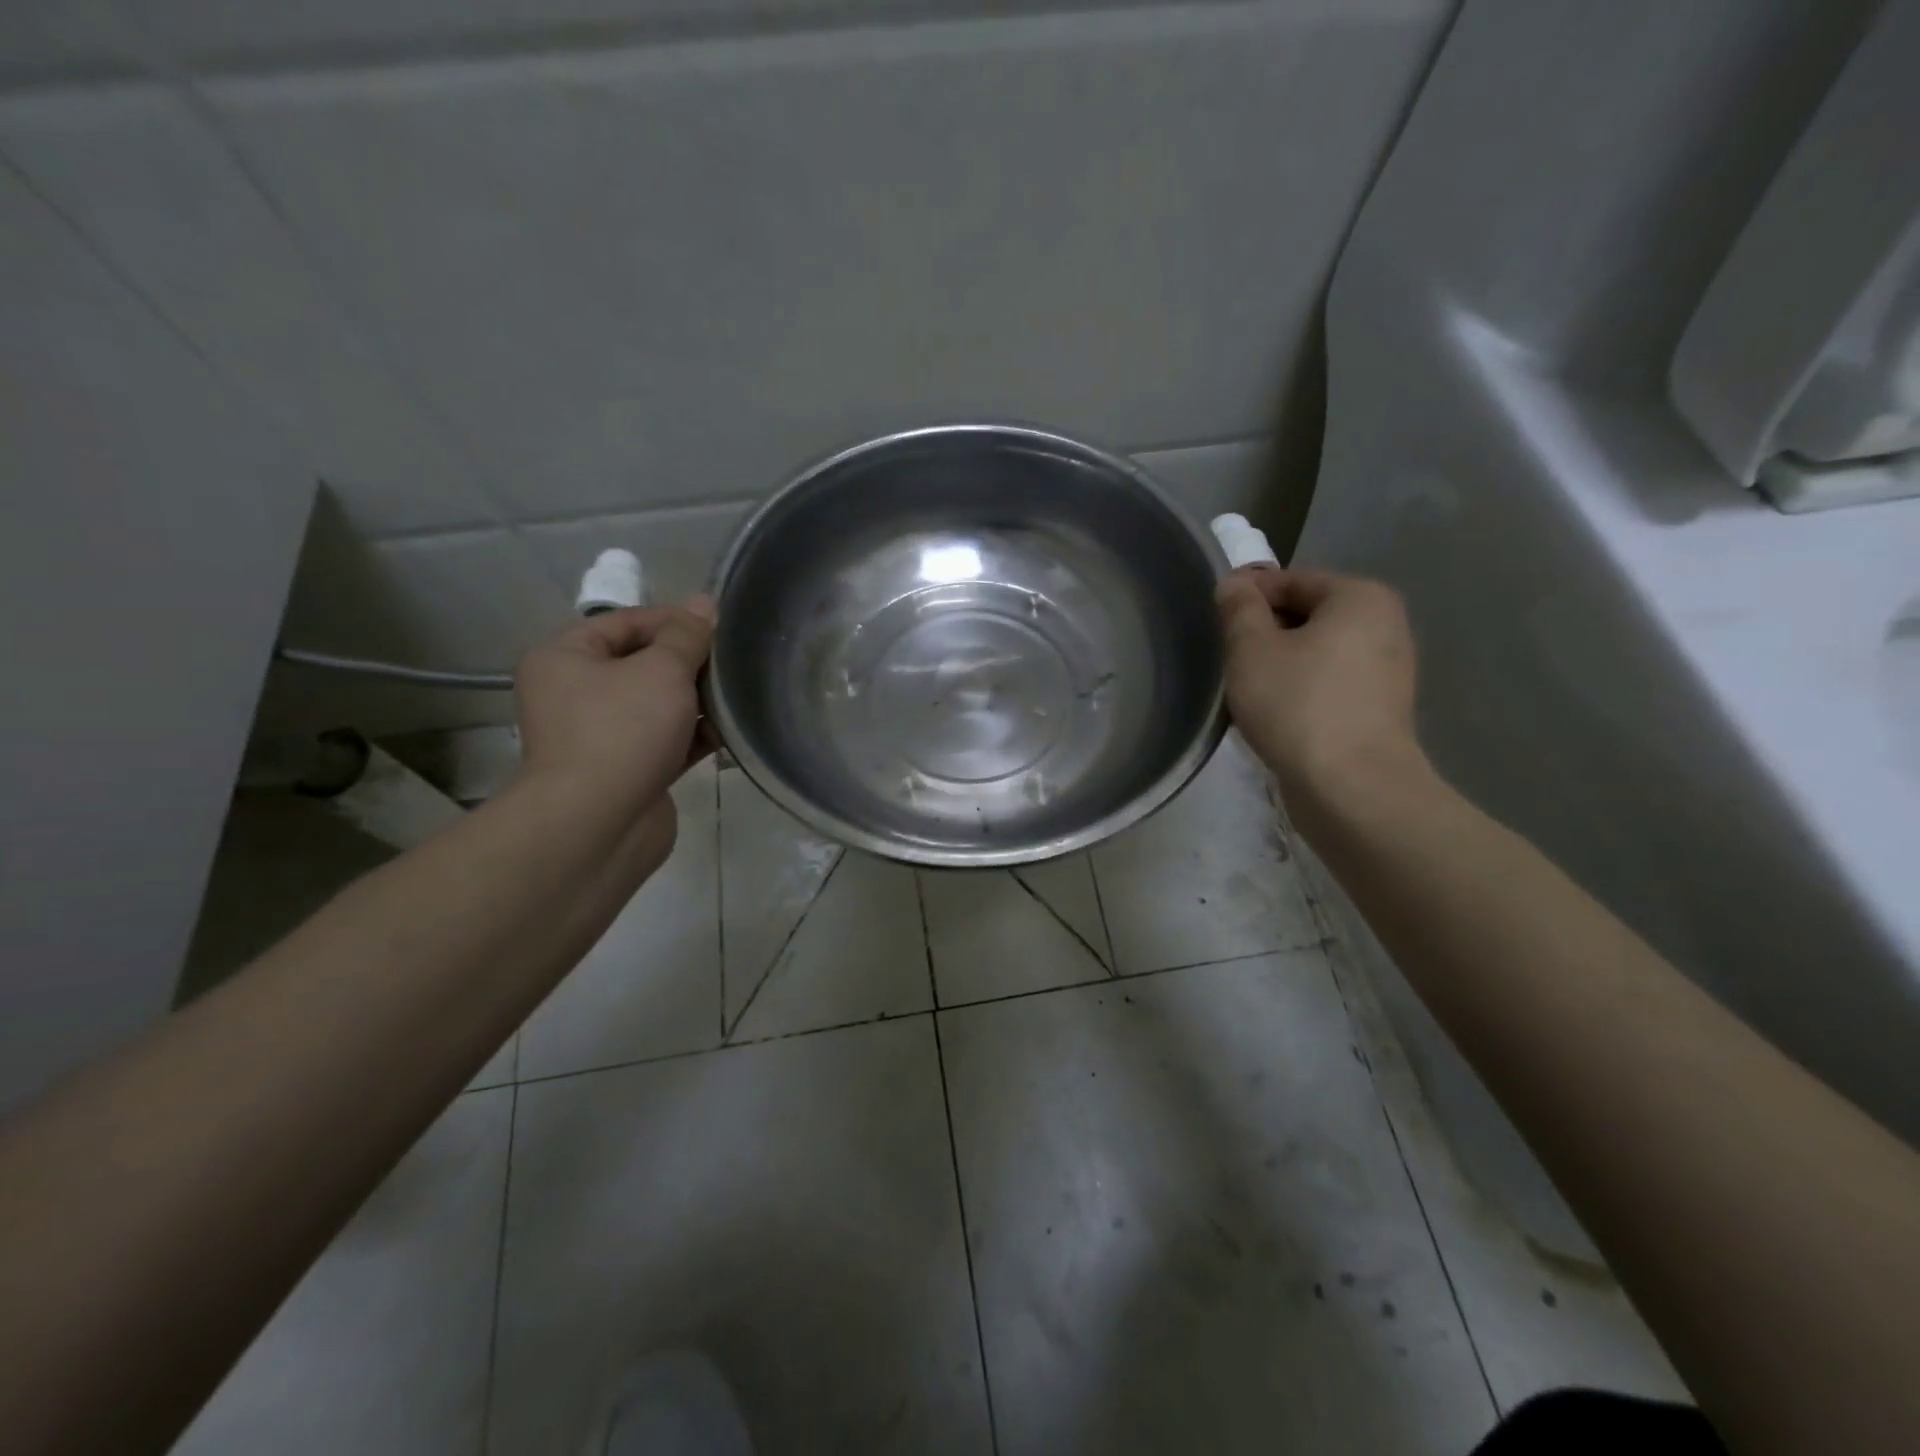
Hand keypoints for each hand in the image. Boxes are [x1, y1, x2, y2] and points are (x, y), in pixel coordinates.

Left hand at [513, 599, 716, 827]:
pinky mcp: (627, 771)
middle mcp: (575, 694)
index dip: (674, 620)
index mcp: (566, 658)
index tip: (719, 627)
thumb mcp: (661, 670)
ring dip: (697, 701)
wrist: (599, 824)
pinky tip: (729, 733)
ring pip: (658, 705)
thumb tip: (705, 604)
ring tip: (738, 696)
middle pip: (642, 664)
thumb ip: (687, 636)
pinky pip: (666, 741)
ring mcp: (601, 736)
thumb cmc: (622, 731)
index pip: (625, 622)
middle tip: (733, 662)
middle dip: (689, 663)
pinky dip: (694, 736)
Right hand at [1215, 566, 1423, 813]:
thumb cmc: (1297, 705)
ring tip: (1249, 691)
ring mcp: (1389, 670)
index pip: (1290, 580)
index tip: (1216, 623)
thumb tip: (1235, 583)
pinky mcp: (1382, 710)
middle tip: (1230, 661)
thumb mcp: (1251, 649)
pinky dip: (1302, 690)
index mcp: (1360, 596)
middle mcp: (1386, 624)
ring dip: (1281, 664)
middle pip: (1308, 615)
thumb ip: (1239, 608)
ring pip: (1318, 652)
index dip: (1247, 597)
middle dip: (1266, 633)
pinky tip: (1278, 715)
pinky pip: (1331, 684)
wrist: (1351, 788)